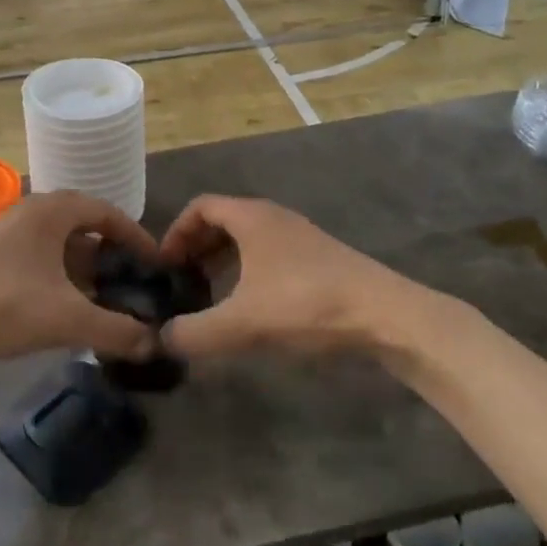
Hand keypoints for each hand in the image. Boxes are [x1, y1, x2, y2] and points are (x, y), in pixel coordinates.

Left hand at [0, 192, 161, 366]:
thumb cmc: (3, 305)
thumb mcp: (67, 319)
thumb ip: (116, 330)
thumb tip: (156, 343)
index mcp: (52, 210)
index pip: (107, 212)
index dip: (136, 237)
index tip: (155, 264)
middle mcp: (32, 211)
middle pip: (85, 226)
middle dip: (111, 255)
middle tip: (132, 282)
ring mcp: (9, 231)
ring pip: (61, 243)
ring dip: (85, 267)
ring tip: (104, 299)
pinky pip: (41, 255)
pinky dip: (61, 275)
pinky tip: (66, 306)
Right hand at [157, 195, 443, 358]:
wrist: (384, 314)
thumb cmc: (306, 304)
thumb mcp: (243, 323)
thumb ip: (196, 332)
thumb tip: (162, 338)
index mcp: (251, 217)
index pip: (201, 206)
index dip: (176, 231)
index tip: (165, 265)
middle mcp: (274, 217)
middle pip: (223, 220)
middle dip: (197, 247)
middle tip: (183, 281)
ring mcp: (299, 236)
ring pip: (248, 238)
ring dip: (223, 260)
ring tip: (211, 295)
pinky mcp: (318, 258)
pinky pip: (269, 254)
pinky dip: (248, 271)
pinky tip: (250, 306)